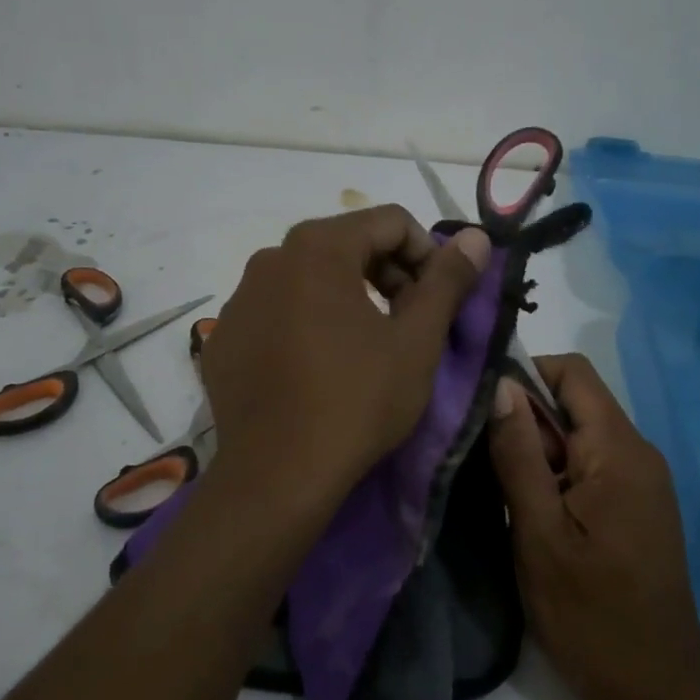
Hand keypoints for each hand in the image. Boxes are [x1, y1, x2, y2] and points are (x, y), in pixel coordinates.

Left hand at [201, 205, 490, 520]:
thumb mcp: (416, 340)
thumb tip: (476, 236)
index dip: (428, 254)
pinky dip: (307, 324)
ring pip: (310, 279)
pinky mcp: (223, 339)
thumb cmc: (357, 401)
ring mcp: (239, 300)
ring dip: (349, 298)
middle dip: (389, 275)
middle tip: (410, 322)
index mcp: (317, 248)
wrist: (276, 477)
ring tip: (368, 347)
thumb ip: (448, 281)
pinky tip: (319, 369)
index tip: (440, 298)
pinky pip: (277, 313)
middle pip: (347, 244)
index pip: (390, 222)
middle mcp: (270, 259)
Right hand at [488, 354, 699, 699]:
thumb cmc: (590, 613)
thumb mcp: (539, 532)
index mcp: (619, 450)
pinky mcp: (637, 508)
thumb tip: (500, 385)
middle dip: (526, 423)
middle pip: (574, 405)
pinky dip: (557, 477)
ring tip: (504, 496)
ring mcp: (642, 482)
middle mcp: (639, 453)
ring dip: (538, 454)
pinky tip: (532, 515)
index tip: (483, 409)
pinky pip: (591, 468)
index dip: (524, 375)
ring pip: (579, 438)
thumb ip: (519, 455)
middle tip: (484, 464)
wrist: (654, 690)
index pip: (572, 373)